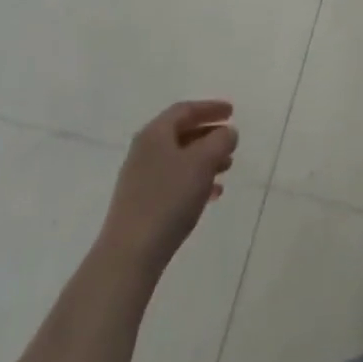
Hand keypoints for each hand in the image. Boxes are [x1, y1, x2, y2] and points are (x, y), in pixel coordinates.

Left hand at [104, 100, 237, 276]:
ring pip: (179, 158)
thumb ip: (220, 141)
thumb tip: (226, 132)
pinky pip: (173, 181)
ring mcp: (140, 178)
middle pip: (181, 133)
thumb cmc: (168, 198)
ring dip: (204, 159)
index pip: (185, 109)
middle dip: (209, 135)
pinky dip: (194, 180)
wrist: (130, 253)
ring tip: (227, 168)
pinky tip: (211, 195)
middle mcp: (144, 151)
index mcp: (155, 134)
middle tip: (231, 141)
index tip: (232, 112)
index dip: (210, 108)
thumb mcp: (202, 162)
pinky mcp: (141, 203)